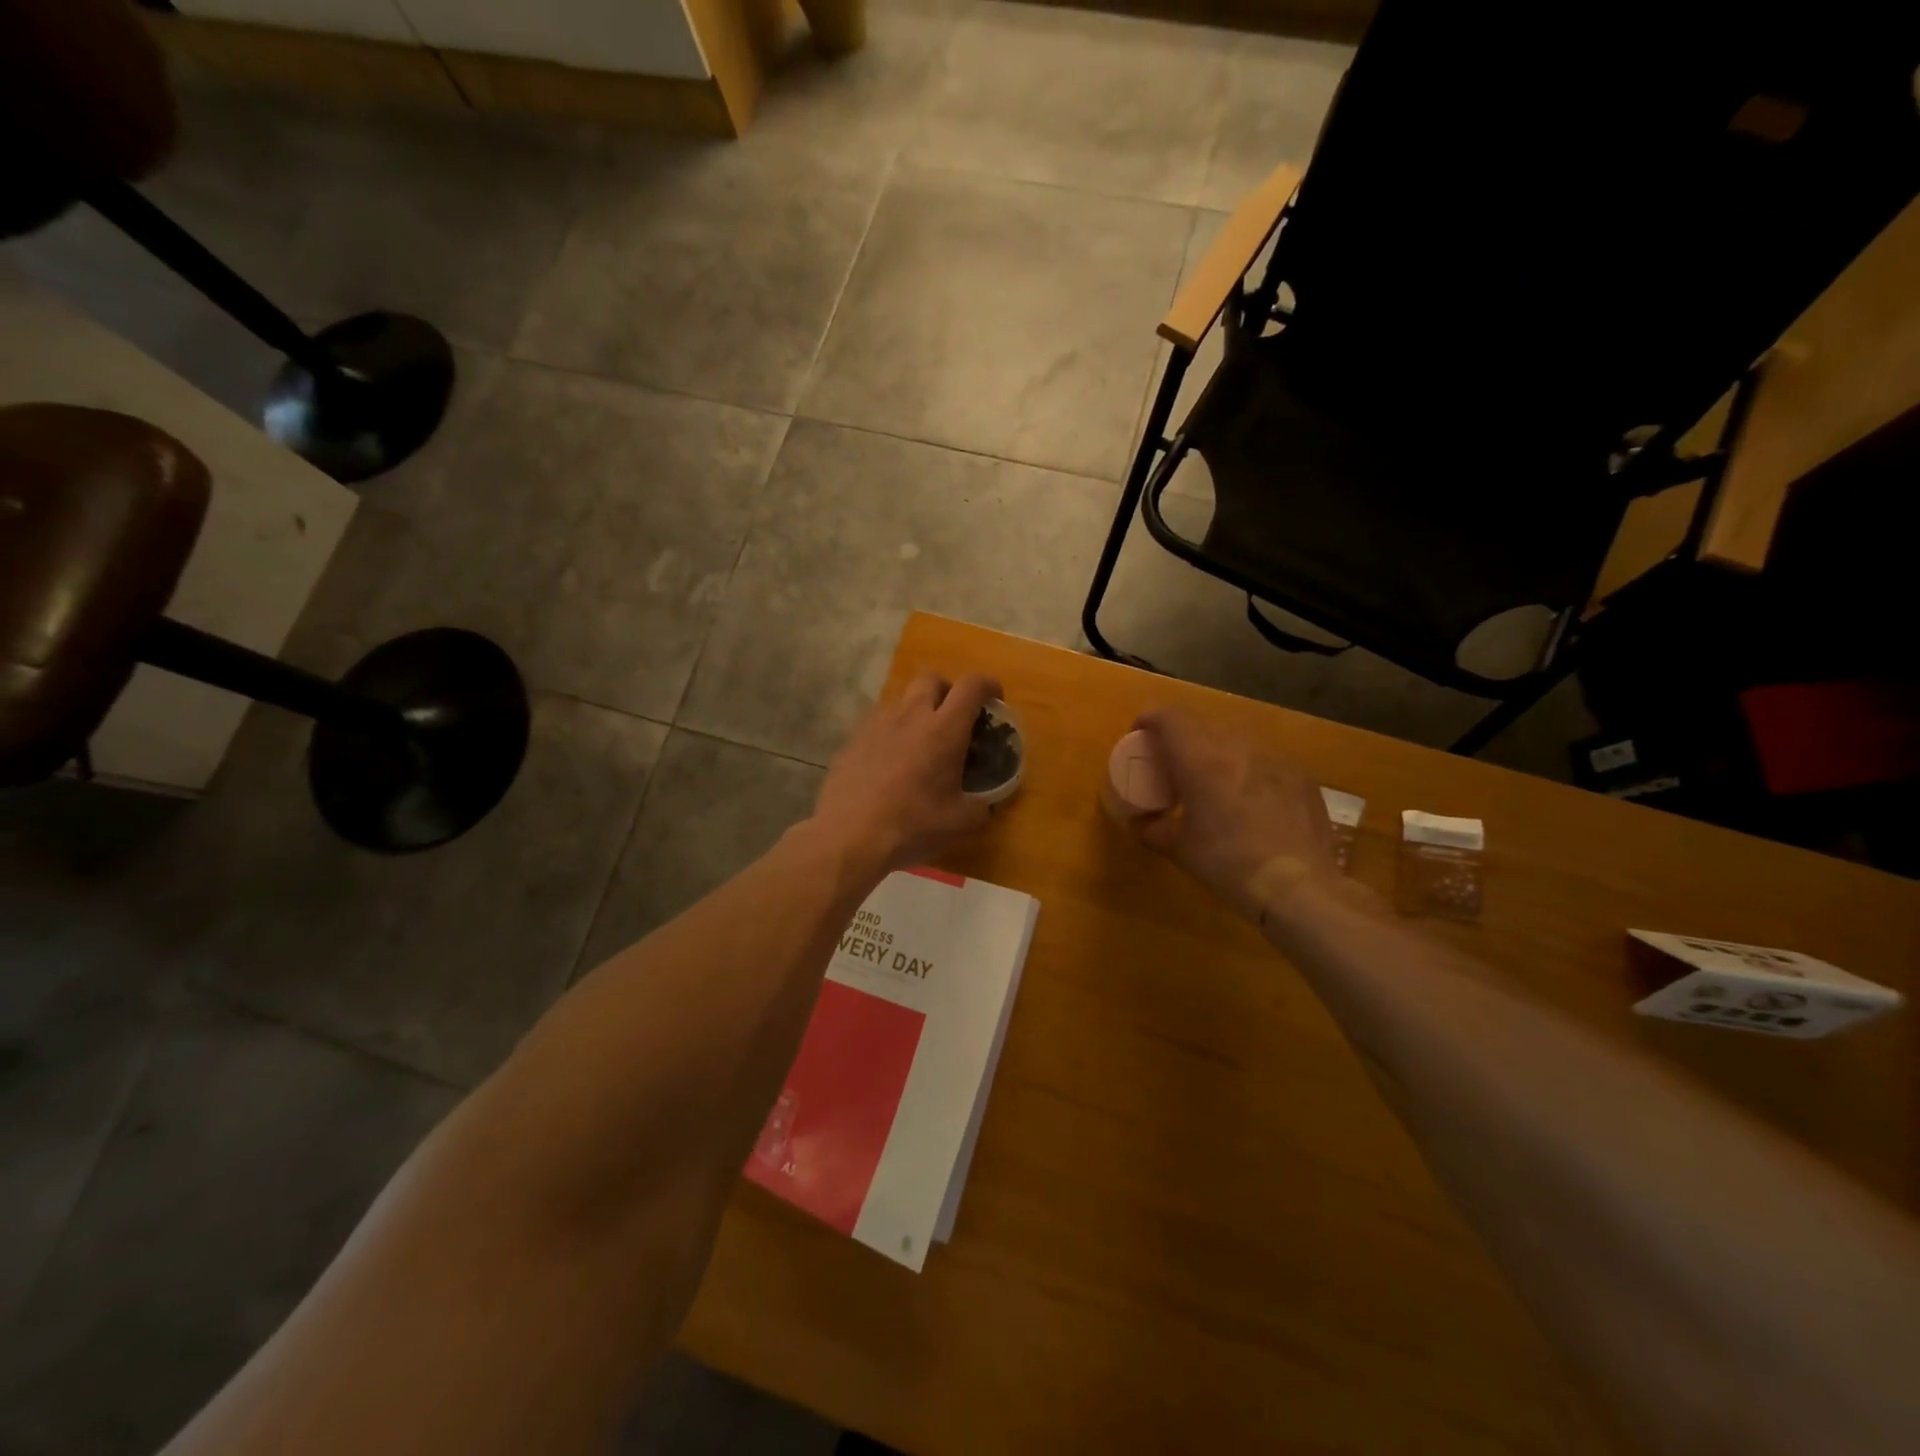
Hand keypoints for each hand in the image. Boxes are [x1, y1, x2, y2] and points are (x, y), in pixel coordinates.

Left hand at [811, 673, 1003, 875]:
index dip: (988, 685)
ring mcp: (876, 724)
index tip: (994, 698)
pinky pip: (877, 724)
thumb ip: (981, 805)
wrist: (849, 837)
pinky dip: (891, 733)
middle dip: (948, 690)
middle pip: (932, 679)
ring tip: (921, 743)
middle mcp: (910, 716)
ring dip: (917, 711)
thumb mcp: (961, 822)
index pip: (972, 686)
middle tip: (954, 717)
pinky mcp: (851, 740)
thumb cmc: (913, 825)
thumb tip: (986, 802)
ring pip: (901, 700)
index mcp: (944, 729)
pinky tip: (889, 763)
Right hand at [1130, 707, 1339, 923]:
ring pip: (1237, 738)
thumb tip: (1143, 822)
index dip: (1151, 718)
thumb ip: (1154, 829)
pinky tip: (1251, 796)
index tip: (1140, 732)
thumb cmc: (1228, 863)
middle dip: (1183, 735)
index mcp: (1201, 759)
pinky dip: (1249, 767)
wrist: (1298, 885)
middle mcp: (1238, 747)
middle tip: (1174, 761)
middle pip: (1203, 724)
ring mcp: (1274, 757)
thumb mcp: (1180, 849)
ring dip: (1218, 749)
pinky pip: (1266, 758)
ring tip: (1213, 776)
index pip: (1171, 717)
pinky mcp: (1301, 774)